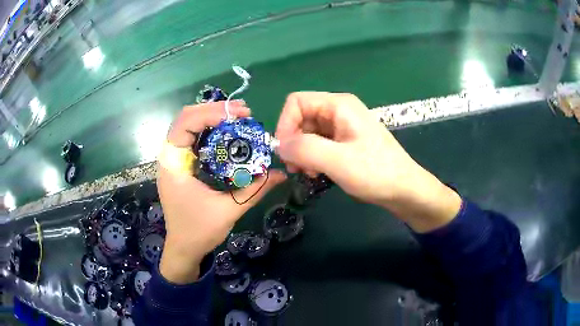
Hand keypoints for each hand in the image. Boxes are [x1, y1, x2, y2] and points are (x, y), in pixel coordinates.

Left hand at [158, 101, 285, 282]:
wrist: (183, 249)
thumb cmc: (199, 232)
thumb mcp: (229, 210)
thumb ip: (255, 189)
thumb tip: (282, 173)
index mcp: (174, 165)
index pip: (185, 124)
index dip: (211, 113)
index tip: (239, 115)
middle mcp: (169, 157)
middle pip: (185, 118)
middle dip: (213, 110)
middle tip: (242, 112)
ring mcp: (172, 161)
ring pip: (187, 125)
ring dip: (210, 117)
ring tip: (236, 117)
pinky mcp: (179, 166)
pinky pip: (191, 138)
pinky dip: (207, 130)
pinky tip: (225, 133)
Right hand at [275, 92, 460, 231]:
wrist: (404, 189)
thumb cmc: (376, 172)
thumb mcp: (338, 161)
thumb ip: (305, 149)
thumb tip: (279, 145)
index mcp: (339, 105)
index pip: (296, 102)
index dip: (285, 124)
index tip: (285, 152)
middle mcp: (339, 111)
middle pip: (301, 117)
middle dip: (293, 142)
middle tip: (296, 168)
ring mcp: (343, 126)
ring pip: (308, 132)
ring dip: (302, 152)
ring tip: (308, 173)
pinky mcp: (345, 141)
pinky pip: (319, 144)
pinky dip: (312, 157)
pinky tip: (318, 173)